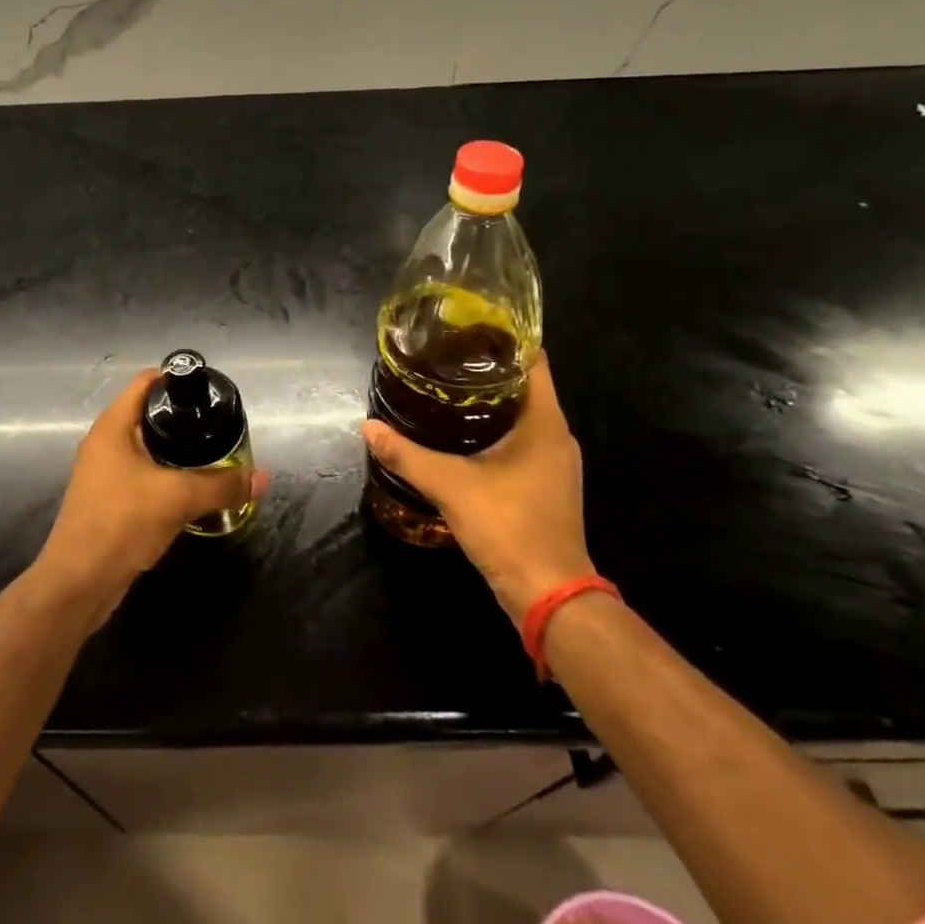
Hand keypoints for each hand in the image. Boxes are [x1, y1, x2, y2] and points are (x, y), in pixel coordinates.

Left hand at [37, 370, 268, 619]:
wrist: (78, 583)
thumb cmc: (121, 523)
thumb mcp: (177, 498)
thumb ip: (222, 485)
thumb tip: (262, 477)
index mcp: (113, 426)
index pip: (147, 382)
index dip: (178, 379)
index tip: (210, 393)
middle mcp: (105, 443)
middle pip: (149, 414)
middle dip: (184, 419)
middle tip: (219, 427)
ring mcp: (104, 472)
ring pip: (147, 448)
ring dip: (177, 451)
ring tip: (214, 456)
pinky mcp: (109, 499)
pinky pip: (143, 475)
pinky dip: (167, 476)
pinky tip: (192, 490)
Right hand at [362, 354, 591, 623]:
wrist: (549, 596)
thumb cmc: (509, 527)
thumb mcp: (451, 486)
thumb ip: (407, 455)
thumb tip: (368, 427)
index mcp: (544, 423)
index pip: (533, 361)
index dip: (504, 339)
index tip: (467, 327)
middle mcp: (556, 436)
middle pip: (525, 385)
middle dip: (487, 369)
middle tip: (443, 356)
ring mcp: (554, 463)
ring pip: (522, 415)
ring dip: (489, 401)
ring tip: (445, 388)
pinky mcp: (545, 484)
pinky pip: (520, 441)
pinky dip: (494, 429)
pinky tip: (460, 434)